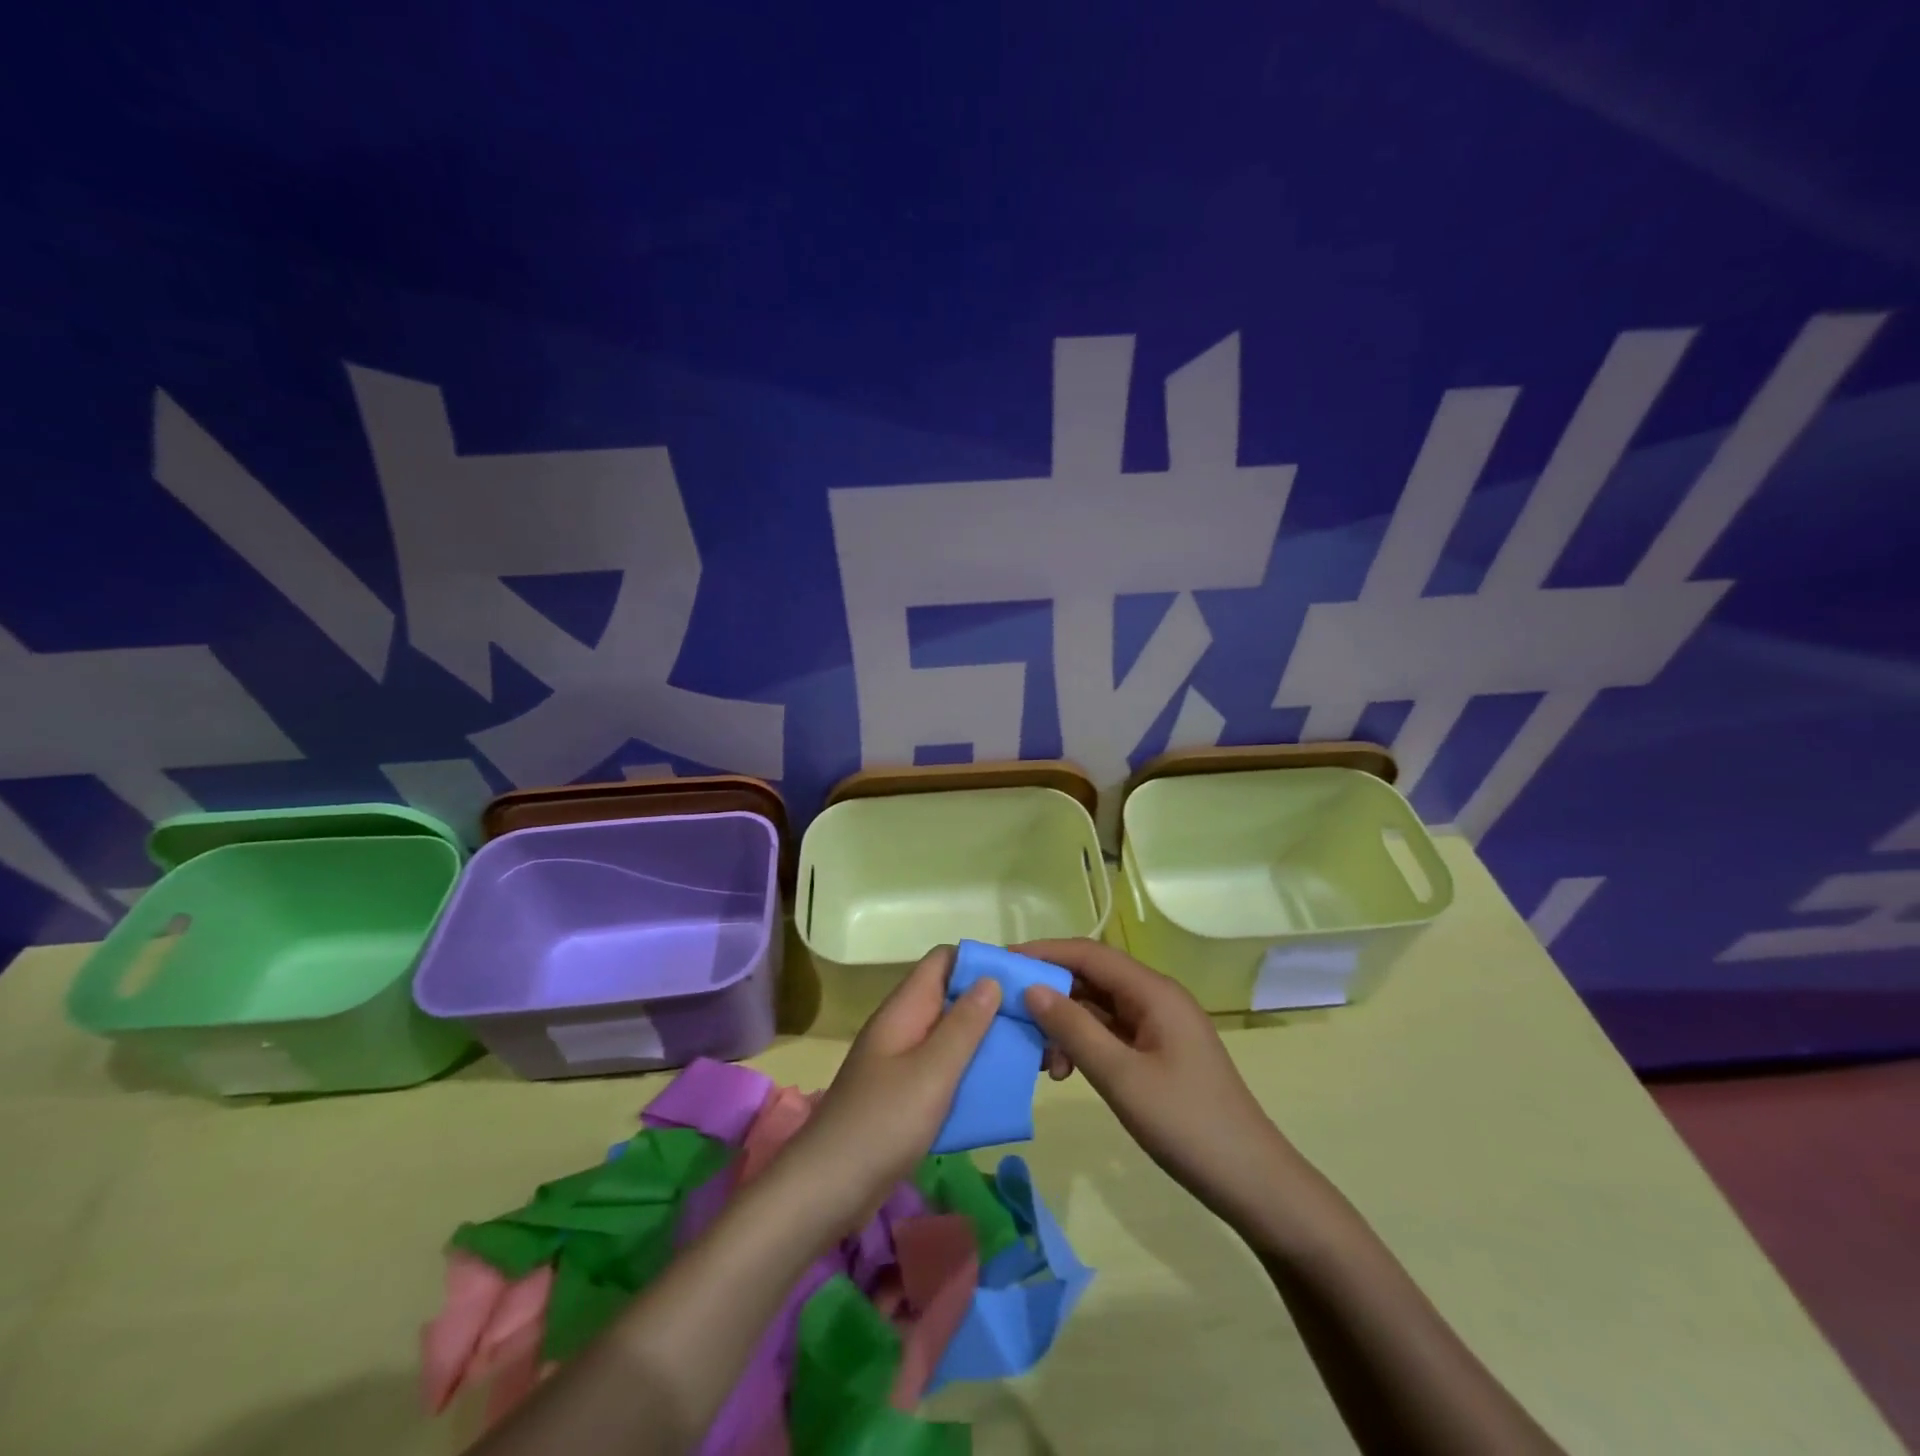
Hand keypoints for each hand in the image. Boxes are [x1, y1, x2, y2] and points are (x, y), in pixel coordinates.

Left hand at [775, 944, 1000, 1231]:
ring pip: (950, 1035)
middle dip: (991, 1004)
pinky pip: (944, 1069)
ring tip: (1027, 1054)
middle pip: (951, 997)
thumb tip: (991, 978)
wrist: (827, 1189)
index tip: (1020, 979)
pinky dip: (970, 1071)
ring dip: (984, 1040)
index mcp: (905, 1009)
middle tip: (1035, 1022)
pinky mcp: (904, 1095)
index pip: (943, 961)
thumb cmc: (883, 1123)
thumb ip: (964, 1025)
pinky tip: (997, 1089)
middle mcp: (903, 1026)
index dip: (980, 961)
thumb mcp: (932, 1071)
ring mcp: (901, 1061)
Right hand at [1015, 938, 1290, 1219]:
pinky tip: (1066, 1071)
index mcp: (1154, 991)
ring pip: (1099, 1008)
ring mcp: (1159, 1026)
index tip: (1002, 961)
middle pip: (1092, 978)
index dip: (1044, 952)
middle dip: (1051, 993)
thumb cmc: (1187, 1124)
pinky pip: (1111, 1033)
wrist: (1252, 1182)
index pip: (1089, 954)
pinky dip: (1084, 1044)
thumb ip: (1074, 1029)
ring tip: (1042, 1060)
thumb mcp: (1121, 1077)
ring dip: (1065, 1025)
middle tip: (1011, 1016)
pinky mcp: (1158, 1052)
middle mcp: (1156, 998)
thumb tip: (1031, 989)